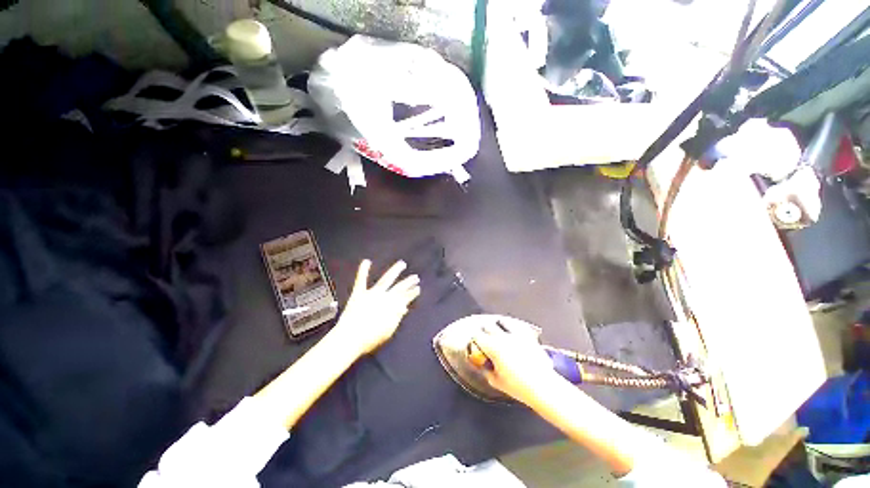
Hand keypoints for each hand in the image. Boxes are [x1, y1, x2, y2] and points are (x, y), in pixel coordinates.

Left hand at [335, 260, 420, 355]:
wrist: (351, 338)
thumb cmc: (370, 338)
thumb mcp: (388, 331)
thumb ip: (397, 317)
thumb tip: (404, 308)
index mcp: (392, 307)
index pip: (406, 297)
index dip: (412, 293)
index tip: (417, 288)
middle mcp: (384, 297)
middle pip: (399, 287)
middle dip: (408, 282)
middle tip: (416, 277)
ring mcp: (372, 294)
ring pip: (386, 279)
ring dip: (395, 271)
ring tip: (402, 264)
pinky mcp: (359, 294)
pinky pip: (361, 280)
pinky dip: (363, 270)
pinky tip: (367, 261)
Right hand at [471, 322, 559, 404]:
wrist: (543, 387)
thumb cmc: (518, 387)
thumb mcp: (496, 382)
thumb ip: (487, 371)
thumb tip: (483, 365)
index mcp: (493, 347)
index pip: (477, 336)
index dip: (474, 339)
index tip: (474, 343)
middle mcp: (503, 337)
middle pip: (488, 326)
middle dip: (484, 331)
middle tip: (484, 338)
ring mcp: (516, 334)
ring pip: (502, 321)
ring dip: (498, 325)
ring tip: (498, 331)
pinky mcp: (528, 335)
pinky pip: (517, 326)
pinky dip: (513, 327)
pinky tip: (513, 332)